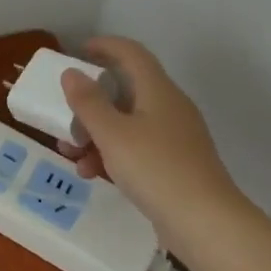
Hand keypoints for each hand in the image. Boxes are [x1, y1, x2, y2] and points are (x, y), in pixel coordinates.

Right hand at [56, 36, 250, 236]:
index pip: (131, 53)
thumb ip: (88, 102)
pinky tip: (93, 174)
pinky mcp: (175, 165)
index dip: (104, 46)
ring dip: (95, 133)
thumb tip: (72, 73)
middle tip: (64, 113)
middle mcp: (169, 108)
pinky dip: (112, 154)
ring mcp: (174, 138)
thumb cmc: (156, 169)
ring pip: (127, 123)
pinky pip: (136, 148)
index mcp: (158, 91)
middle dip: (90, 102)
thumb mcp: (112, 134)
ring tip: (71, 155)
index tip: (76, 52)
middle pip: (125, 91)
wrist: (206, 224)